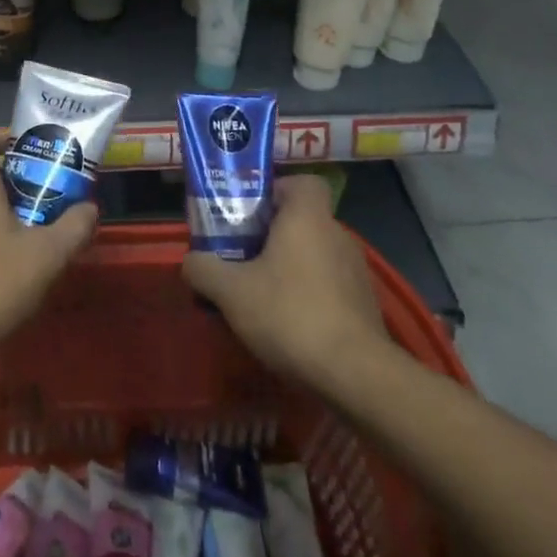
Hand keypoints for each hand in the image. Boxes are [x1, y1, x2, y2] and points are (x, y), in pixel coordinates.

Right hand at [182, 175, 388, 390]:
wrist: (356, 375)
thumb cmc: (290, 314)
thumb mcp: (231, 292)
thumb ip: (204, 269)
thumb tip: (191, 261)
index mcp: (308, 217)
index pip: (301, 182)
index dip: (275, 191)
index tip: (251, 215)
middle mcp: (337, 234)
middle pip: (303, 220)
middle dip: (273, 236)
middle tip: (243, 258)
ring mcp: (356, 271)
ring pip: (316, 255)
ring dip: (291, 268)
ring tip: (262, 297)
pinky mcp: (366, 305)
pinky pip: (330, 286)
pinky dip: (311, 296)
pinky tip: (291, 326)